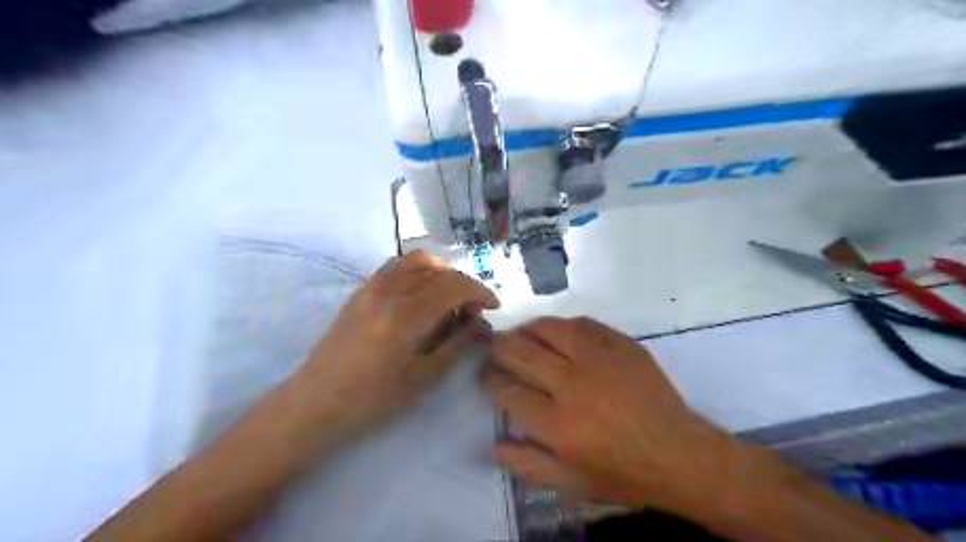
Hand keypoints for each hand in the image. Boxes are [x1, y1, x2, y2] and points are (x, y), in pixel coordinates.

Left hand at [295, 251, 496, 435]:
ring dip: (442, 273)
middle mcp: (390, 291)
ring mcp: (372, 287)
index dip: (480, 291)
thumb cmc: (374, 398)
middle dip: (464, 285)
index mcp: (406, 315)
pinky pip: (396, 266)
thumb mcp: (424, 378)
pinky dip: (418, 271)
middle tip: (472, 310)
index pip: (454, 286)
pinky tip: (421, 293)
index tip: (493, 306)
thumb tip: (478, 323)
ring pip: (417, 261)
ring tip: (449, 298)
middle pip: (439, 271)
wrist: (318, 401)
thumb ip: (456, 345)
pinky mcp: (361, 290)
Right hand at [487, 317, 741, 515]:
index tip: (485, 375)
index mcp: (557, 423)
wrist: (679, 455)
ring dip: (527, 329)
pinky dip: (563, 325)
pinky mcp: (621, 345)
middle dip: (499, 347)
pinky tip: (558, 331)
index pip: (508, 390)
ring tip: (520, 333)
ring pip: (549, 329)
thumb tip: (495, 444)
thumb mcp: (572, 484)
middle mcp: (572, 384)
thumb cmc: (622, 473)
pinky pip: (583, 324)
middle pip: (521, 352)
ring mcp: (599, 359)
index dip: (489, 379)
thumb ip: (528, 465)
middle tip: (493, 347)